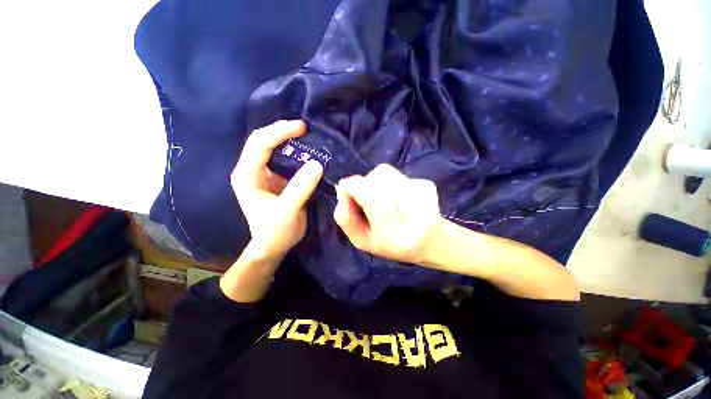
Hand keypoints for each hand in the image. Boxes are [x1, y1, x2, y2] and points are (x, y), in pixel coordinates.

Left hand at [231, 120, 323, 261]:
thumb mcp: (287, 211)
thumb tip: (317, 164)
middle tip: (305, 128)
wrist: (273, 245)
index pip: (260, 144)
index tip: (302, 127)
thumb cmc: (275, 231)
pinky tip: (306, 150)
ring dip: (288, 139)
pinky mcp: (275, 178)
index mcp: (247, 175)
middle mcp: (251, 170)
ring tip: (307, 136)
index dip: (280, 132)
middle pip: (262, 140)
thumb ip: (300, 188)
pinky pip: (283, 158)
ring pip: (272, 147)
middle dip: (282, 131)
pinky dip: (294, 151)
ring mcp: (263, 174)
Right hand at [334, 164, 442, 264]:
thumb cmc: (391, 245)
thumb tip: (341, 188)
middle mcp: (411, 207)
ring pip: (385, 172)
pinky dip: (391, 182)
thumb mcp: (361, 240)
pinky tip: (399, 198)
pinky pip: (397, 174)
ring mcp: (422, 193)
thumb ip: (346, 218)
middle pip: (375, 178)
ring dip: (377, 182)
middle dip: (364, 186)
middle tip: (368, 201)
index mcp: (392, 228)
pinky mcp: (428, 185)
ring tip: (384, 199)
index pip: (365, 191)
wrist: (428, 242)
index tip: (348, 194)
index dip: (352, 188)